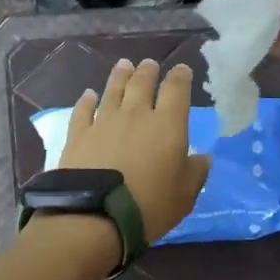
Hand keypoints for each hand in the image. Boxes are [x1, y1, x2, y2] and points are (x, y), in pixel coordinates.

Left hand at [61, 59, 210, 241]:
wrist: (97, 214)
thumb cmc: (150, 205)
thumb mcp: (185, 195)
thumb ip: (196, 172)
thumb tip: (202, 157)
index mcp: (167, 124)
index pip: (176, 90)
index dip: (180, 77)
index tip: (181, 70)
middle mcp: (135, 114)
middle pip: (142, 83)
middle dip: (148, 71)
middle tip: (149, 64)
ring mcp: (104, 122)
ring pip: (113, 90)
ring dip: (120, 76)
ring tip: (124, 65)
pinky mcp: (78, 134)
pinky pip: (84, 110)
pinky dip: (87, 100)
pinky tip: (88, 95)